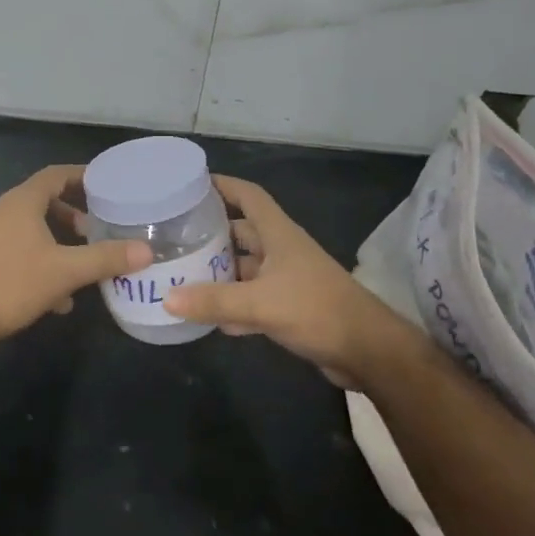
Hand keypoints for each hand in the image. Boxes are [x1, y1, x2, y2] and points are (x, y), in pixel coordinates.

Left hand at [0, 164, 152, 347]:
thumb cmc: (11, 285)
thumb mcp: (66, 272)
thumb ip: (106, 258)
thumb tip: (146, 250)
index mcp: (21, 202)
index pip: (55, 175)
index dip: (82, 176)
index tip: (107, 185)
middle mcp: (2, 212)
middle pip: (43, 202)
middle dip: (73, 215)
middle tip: (97, 229)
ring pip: (31, 231)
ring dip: (58, 243)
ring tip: (82, 264)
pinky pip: (19, 252)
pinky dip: (41, 264)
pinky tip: (57, 298)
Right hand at [162, 175, 405, 378]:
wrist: (367, 351)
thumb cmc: (316, 310)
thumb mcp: (260, 303)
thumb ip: (214, 301)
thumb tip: (167, 299)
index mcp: (279, 234)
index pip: (249, 196)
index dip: (223, 185)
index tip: (191, 184)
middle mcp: (282, 251)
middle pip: (241, 232)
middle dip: (211, 233)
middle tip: (174, 237)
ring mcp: (287, 280)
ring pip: (245, 268)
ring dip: (219, 272)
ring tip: (180, 275)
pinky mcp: (290, 308)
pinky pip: (253, 299)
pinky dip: (232, 306)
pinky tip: (208, 318)